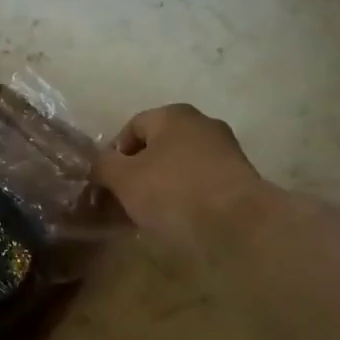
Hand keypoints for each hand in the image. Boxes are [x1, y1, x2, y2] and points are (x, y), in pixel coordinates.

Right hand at [93, 104, 270, 258]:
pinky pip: (200, 184)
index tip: (106, 184)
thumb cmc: (173, 192)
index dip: (113, 155)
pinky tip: (177, 221)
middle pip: (157, 147)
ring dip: (160, 187)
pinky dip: (185, 198)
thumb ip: (104, 166)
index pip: (131, 128)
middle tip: (124, 202)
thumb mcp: (124, 179)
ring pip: (179, 167)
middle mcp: (202, 124)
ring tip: (148, 216)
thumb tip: (99, 164)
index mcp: (173, 115)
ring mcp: (225, 151)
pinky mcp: (240, 179)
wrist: (238, 225)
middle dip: (137, 173)